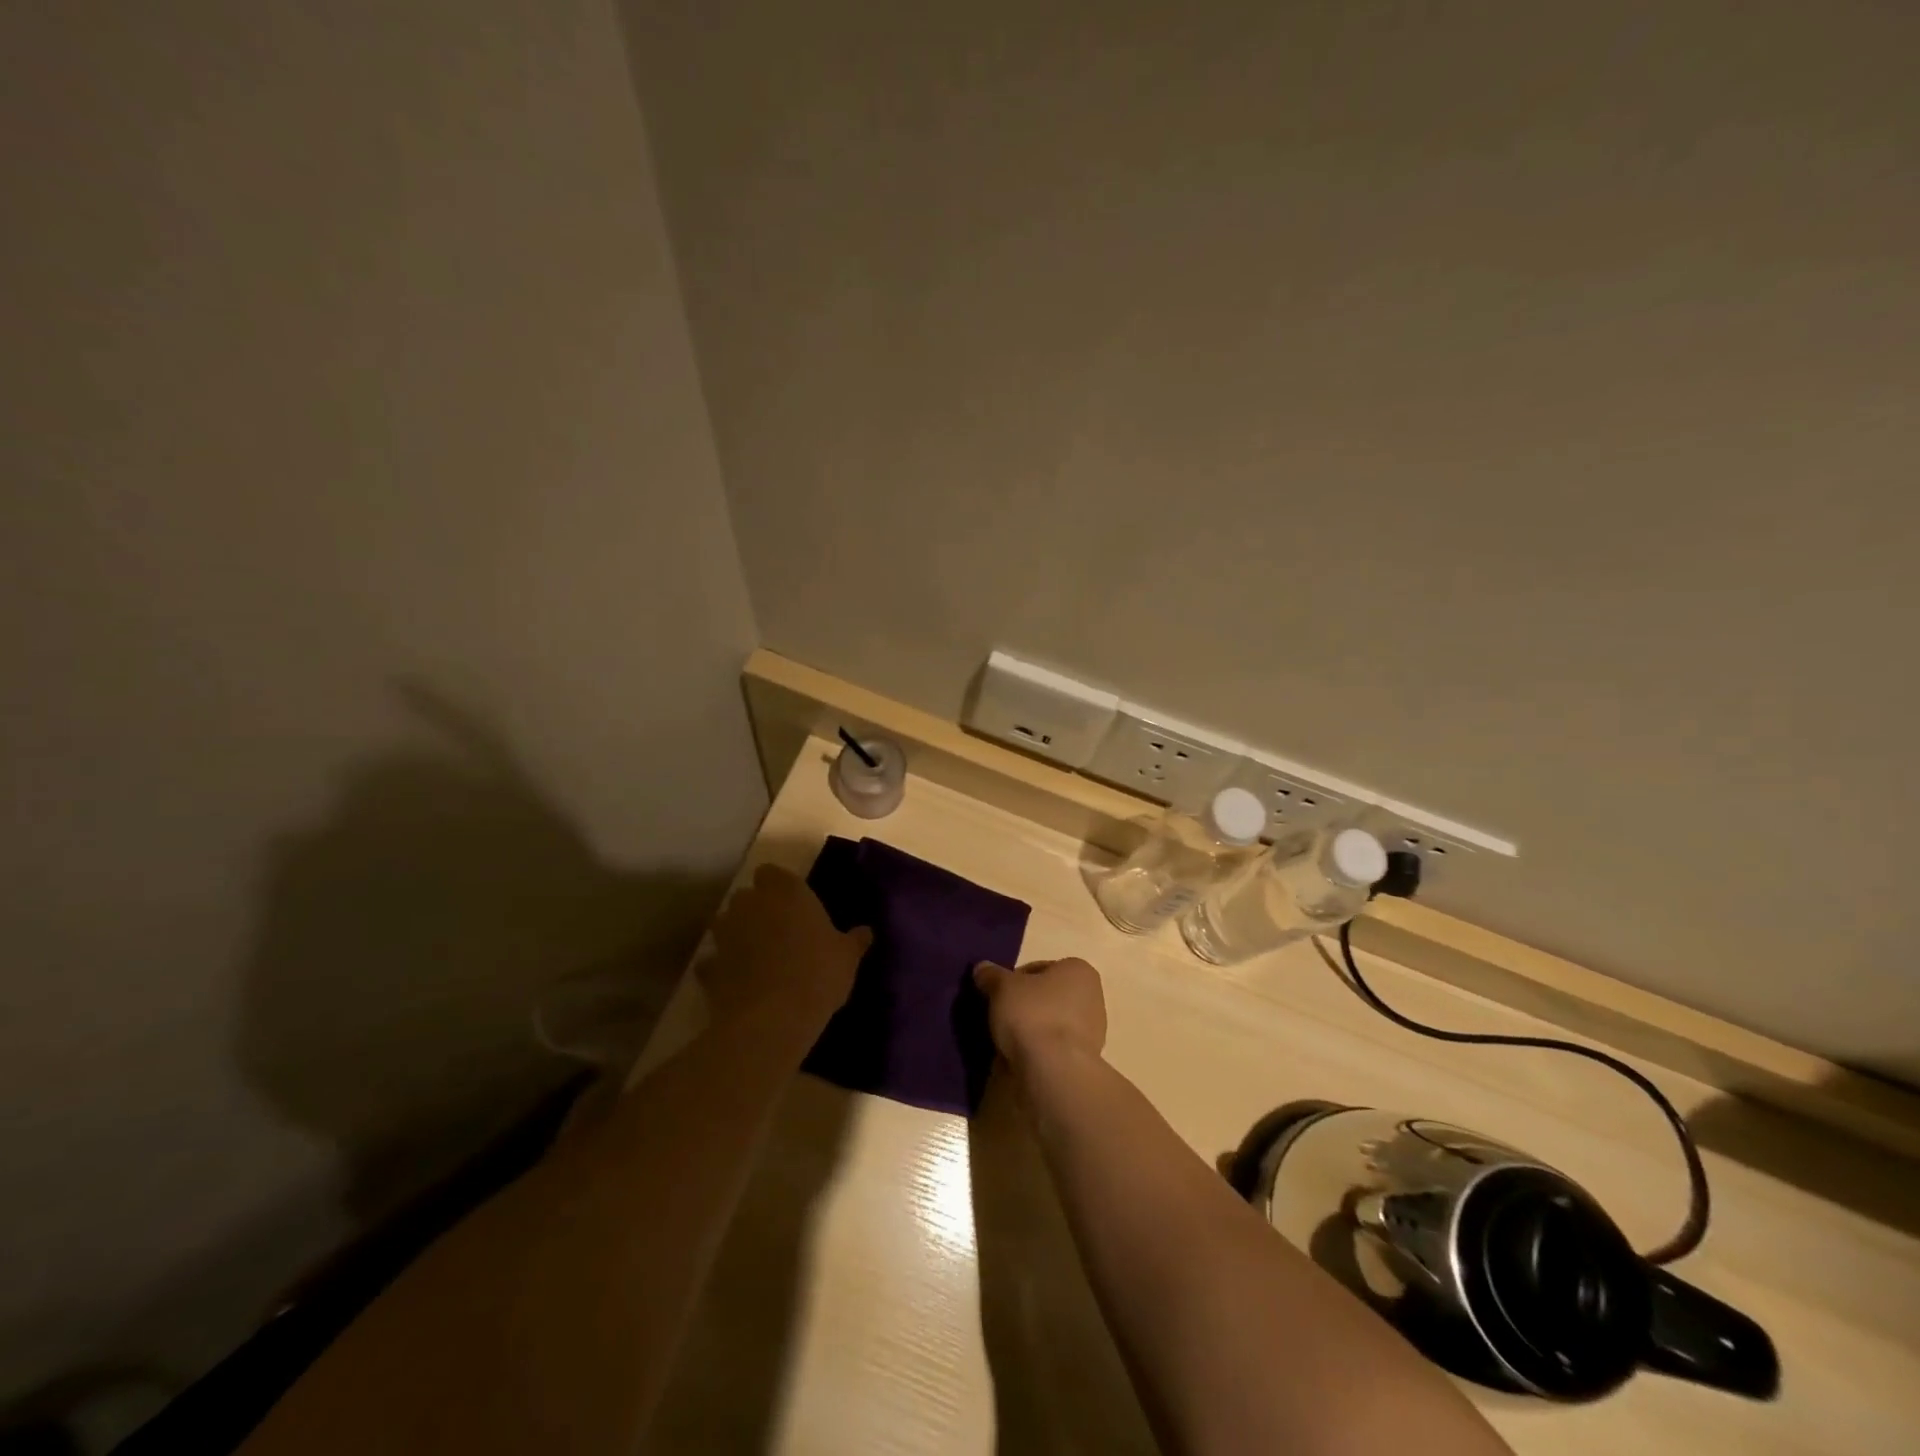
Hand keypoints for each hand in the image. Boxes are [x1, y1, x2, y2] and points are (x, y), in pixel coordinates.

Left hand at [705, 864, 870, 1031]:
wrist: (772, 1019)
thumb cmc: (818, 974)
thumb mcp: (847, 957)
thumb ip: (854, 940)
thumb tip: (866, 932)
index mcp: (786, 892)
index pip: (771, 872)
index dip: (778, 886)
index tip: (792, 904)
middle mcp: (751, 904)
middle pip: (746, 896)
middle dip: (756, 909)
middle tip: (777, 930)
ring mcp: (725, 935)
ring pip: (725, 924)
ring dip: (735, 934)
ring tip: (755, 955)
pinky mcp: (709, 967)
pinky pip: (713, 961)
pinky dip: (721, 968)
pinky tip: (736, 982)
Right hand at [972, 957, 1106, 1069]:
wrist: (1055, 1071)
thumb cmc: (1032, 1014)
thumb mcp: (1002, 987)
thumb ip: (991, 975)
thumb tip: (982, 968)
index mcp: (1079, 970)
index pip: (1039, 968)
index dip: (1014, 979)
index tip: (998, 994)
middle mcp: (1092, 996)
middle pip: (1047, 996)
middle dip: (1024, 1005)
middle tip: (1000, 1016)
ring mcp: (1092, 1032)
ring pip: (1051, 1023)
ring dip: (1031, 1030)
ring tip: (1005, 1041)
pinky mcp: (1084, 1061)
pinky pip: (1054, 1048)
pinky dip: (1038, 1051)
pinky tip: (1019, 1059)